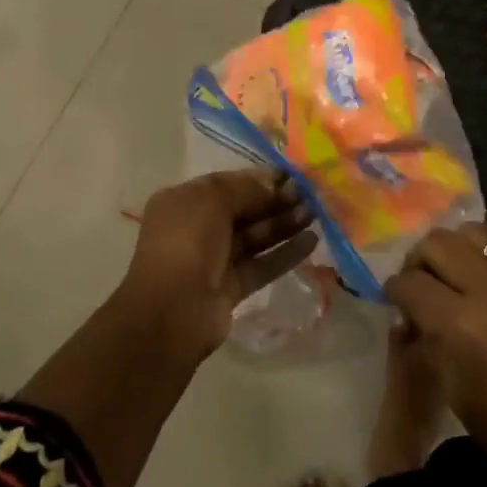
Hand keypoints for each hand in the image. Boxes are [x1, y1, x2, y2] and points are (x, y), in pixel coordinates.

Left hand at [119, 169, 316, 359]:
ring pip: (254, 237)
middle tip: (308, 194)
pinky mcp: (230, 289)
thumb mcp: (213, 199)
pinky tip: (311, 242)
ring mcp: (213, 261)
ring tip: (314, 214)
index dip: (258, 178)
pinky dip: (284, 254)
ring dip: (283, 224)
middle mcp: (196, 228)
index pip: (226, 183)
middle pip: (243, 209)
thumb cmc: (187, 240)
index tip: (290, 175)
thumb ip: (246, 189)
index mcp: (184, 201)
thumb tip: (274, 185)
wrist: (172, 311)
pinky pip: (261, 265)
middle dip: (275, 200)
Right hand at [387, 224, 486, 486]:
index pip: (411, 283)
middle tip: (420, 279)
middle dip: (420, 258)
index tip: (394, 297)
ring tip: (453, 271)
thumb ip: (426, 341)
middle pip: (438, 243)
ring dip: (454, 249)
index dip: (395, 288)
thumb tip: (407, 316)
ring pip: (473, 234)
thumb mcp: (452, 389)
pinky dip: (486, 263)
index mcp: (460, 325)